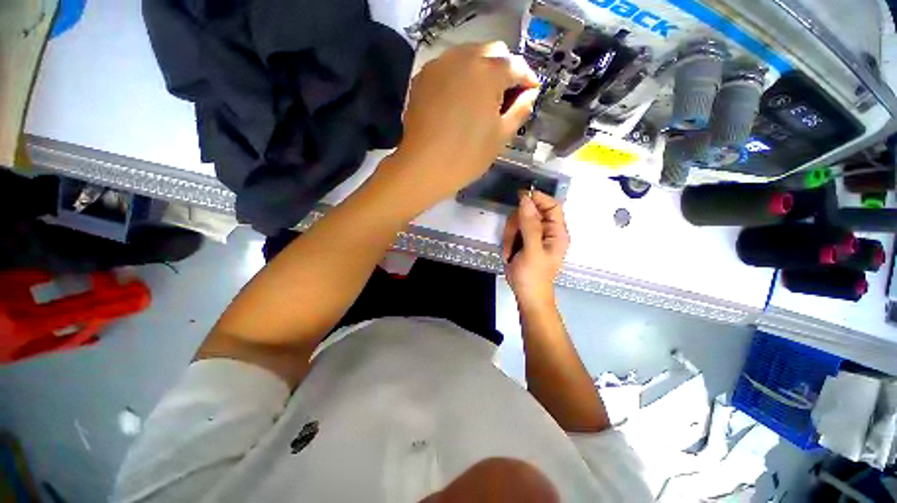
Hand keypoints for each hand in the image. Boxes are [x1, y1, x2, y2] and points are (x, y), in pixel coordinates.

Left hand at [389, 41, 539, 202]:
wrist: (424, 167)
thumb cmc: (467, 156)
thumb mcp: (501, 136)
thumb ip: (521, 110)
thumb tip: (529, 94)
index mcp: (489, 72)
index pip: (517, 66)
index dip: (528, 80)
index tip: (530, 94)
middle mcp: (464, 58)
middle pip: (493, 52)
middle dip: (505, 70)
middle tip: (505, 97)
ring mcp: (440, 65)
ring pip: (469, 56)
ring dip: (481, 71)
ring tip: (482, 99)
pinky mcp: (423, 77)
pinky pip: (448, 68)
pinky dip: (459, 77)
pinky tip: (459, 100)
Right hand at [502, 191, 569, 309]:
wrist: (527, 296)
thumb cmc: (533, 276)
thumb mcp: (531, 250)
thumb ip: (530, 224)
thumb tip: (526, 199)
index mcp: (557, 232)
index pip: (552, 205)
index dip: (538, 198)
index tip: (519, 197)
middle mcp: (547, 231)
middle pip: (531, 211)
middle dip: (517, 223)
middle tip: (512, 238)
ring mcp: (534, 236)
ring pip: (519, 220)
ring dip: (510, 234)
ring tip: (510, 251)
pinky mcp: (524, 241)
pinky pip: (513, 231)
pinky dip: (508, 240)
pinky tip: (510, 253)